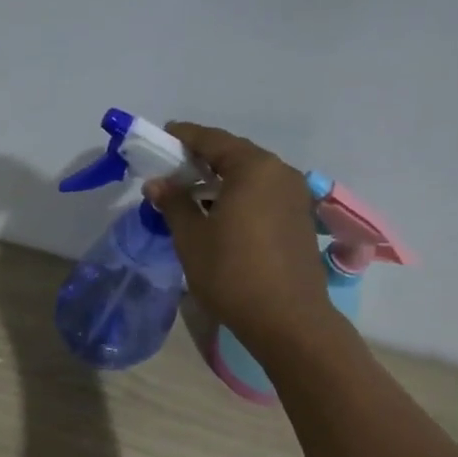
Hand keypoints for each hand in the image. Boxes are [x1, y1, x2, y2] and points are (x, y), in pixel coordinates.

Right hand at [145, 122, 334, 347]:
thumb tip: (157, 183)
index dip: (183, 136)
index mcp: (253, 167)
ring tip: (192, 195)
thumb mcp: (192, 238)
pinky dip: (239, 196)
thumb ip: (174, 203)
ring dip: (221, 180)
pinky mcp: (300, 220)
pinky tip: (221, 215)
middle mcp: (279, 172)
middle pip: (234, 155)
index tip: (161, 137)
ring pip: (251, 176)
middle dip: (202, 159)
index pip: (211, 139)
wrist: (287, 319)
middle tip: (172, 169)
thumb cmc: (232, 273)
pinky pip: (263, 195)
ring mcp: (295, 196)